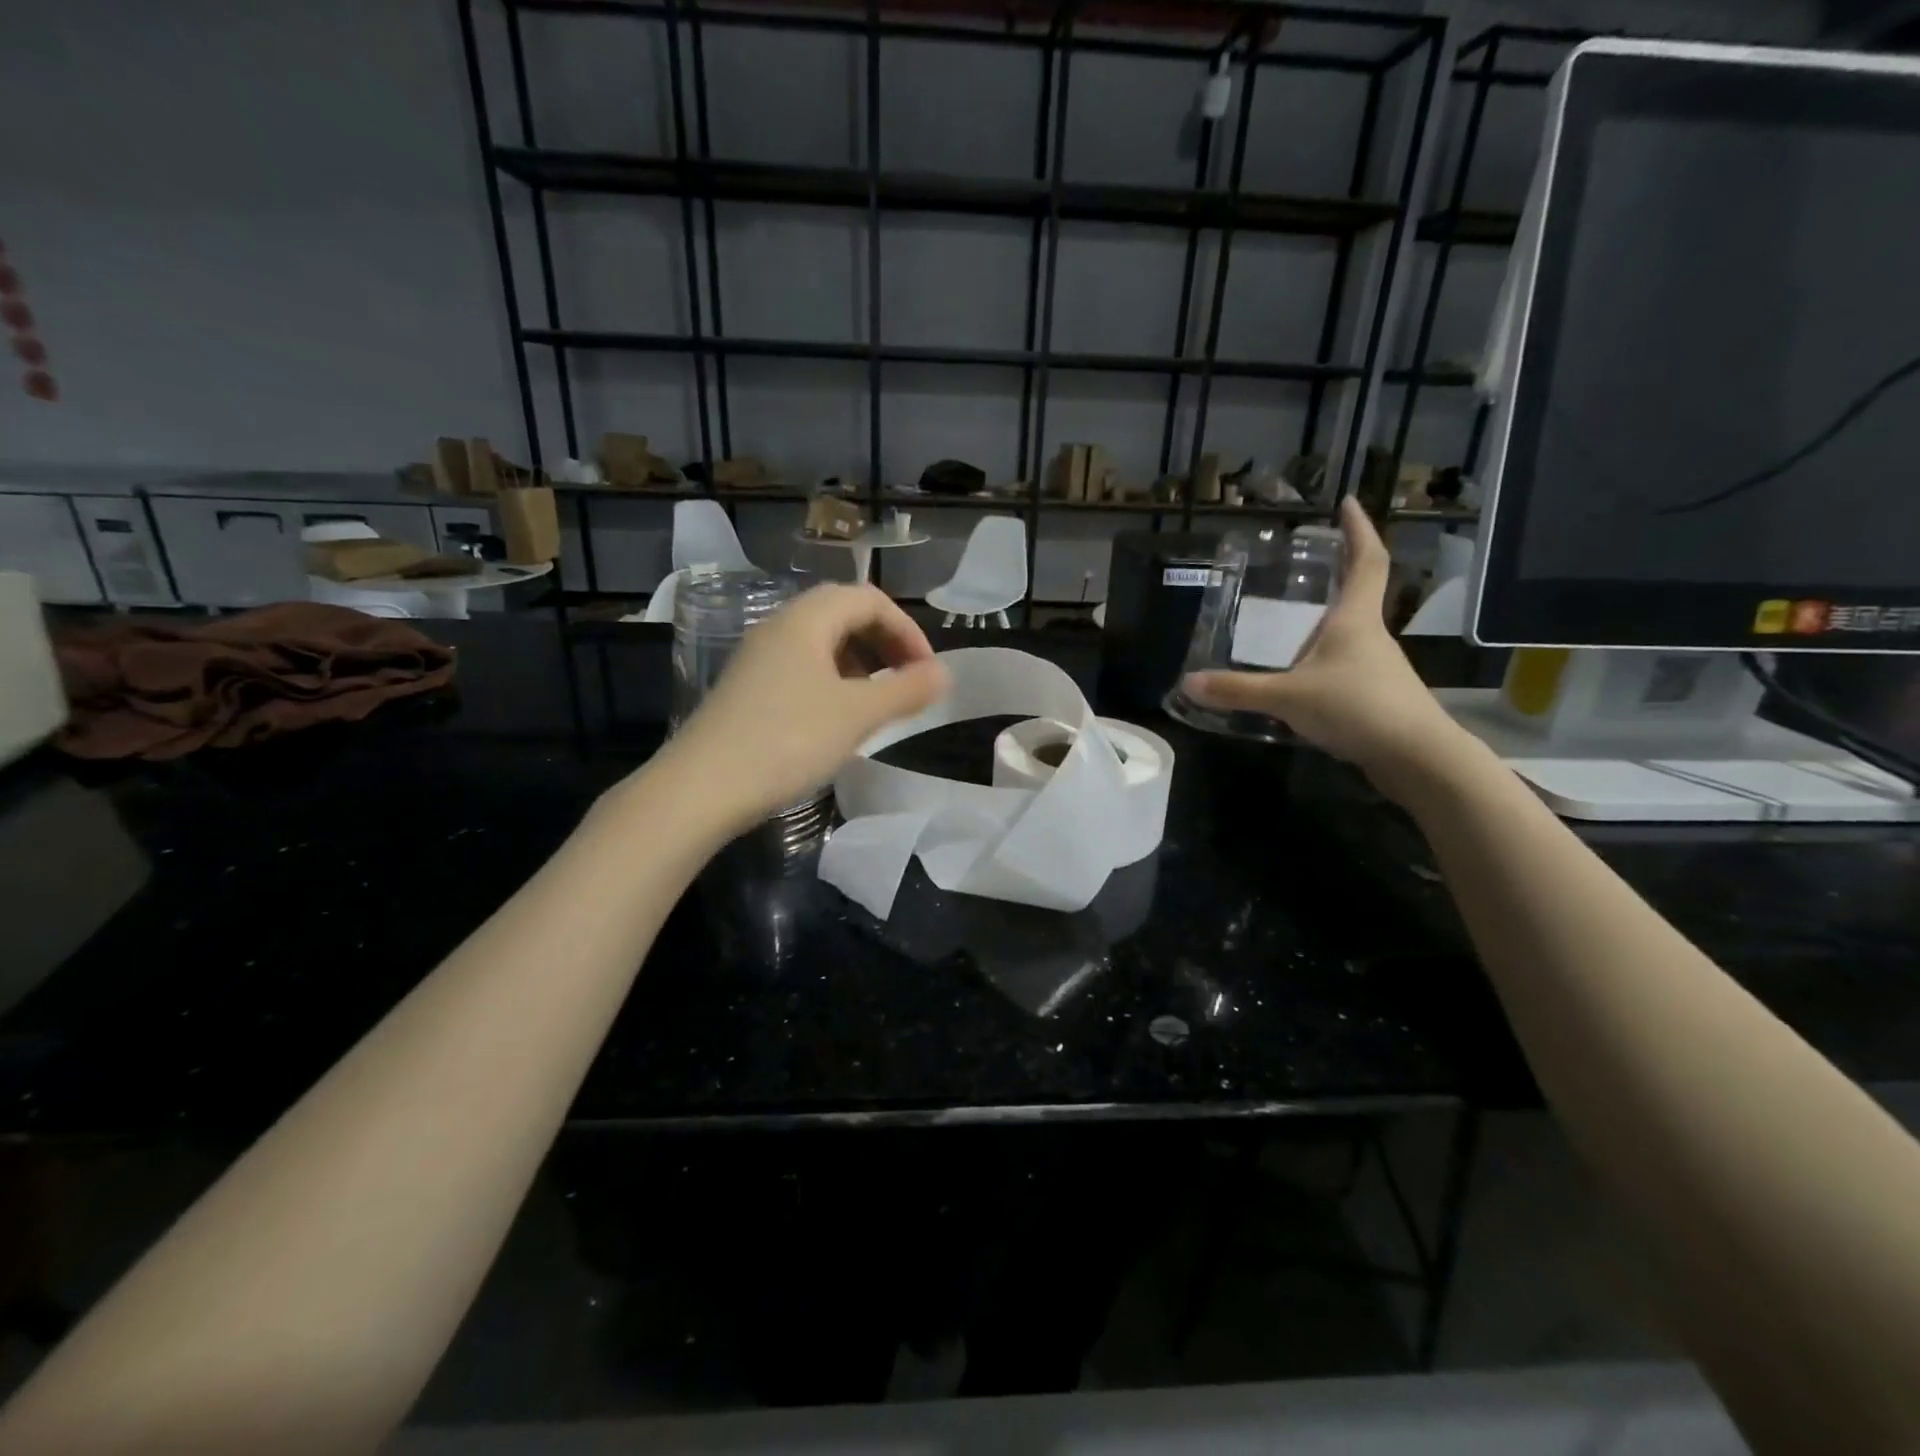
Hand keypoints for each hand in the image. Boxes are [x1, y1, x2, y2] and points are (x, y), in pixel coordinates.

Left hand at [650, 583, 949, 835]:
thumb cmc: (787, 740)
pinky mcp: (747, 689)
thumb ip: (906, 690)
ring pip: (821, 643)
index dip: (907, 629)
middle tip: (908, 681)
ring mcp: (758, 659)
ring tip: (879, 702)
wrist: (701, 788)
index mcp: (806, 620)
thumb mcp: (857, 715)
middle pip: (843, 615)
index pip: (869, 599)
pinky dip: (833, 681)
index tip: (927, 671)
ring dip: (860, 663)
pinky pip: (802, 668)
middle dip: (884, 642)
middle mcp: (779, 628)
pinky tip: (839, 718)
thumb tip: (944, 674)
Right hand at [1180, 497, 1469, 791]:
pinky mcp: (1378, 696)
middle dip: (1337, 577)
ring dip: (1327, 625)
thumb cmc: (1357, 707)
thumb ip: (1238, 690)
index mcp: (1355, 620)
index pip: (1367, 561)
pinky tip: (1303, 680)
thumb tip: (1188, 683)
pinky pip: (1347, 668)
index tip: (1347, 504)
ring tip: (1290, 628)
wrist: (1416, 756)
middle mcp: (1371, 636)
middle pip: (1358, 595)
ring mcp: (1379, 667)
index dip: (1359, 530)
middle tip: (1304, 569)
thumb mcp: (1288, 697)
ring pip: (1351, 636)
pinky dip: (1325, 663)